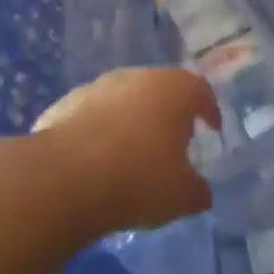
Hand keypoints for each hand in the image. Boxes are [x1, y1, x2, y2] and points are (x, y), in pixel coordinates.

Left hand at [33, 68, 219, 233]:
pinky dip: (97, 131)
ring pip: (122, 99)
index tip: (211, 128)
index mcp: (174, 89)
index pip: (201, 91)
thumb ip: (198, 190)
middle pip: (161, 89)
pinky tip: (95, 160)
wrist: (63, 179)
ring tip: (130, 151)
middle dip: (168, 112)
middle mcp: (136, 78)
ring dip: (130, 119)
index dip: (209, 110)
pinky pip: (90, 116)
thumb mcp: (182, 196)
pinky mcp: (63, 105)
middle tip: (172, 140)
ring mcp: (96, 87)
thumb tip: (199, 191)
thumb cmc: (138, 179)